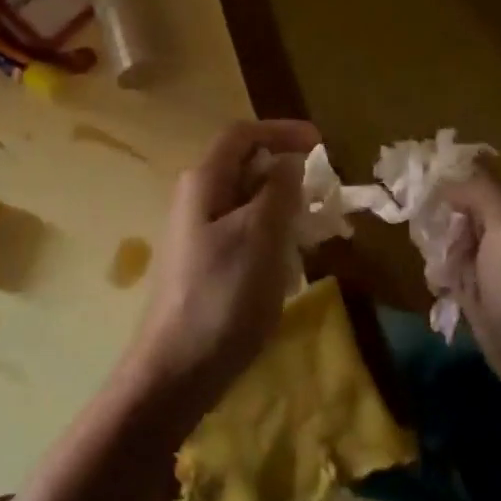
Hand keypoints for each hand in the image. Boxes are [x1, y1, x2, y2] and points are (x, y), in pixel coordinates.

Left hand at [121, 119, 318, 424]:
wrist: (176, 369)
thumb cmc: (223, 296)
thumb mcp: (261, 236)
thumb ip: (278, 190)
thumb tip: (288, 160)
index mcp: (204, 181)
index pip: (242, 134)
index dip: (282, 130)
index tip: (322, 144)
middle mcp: (196, 198)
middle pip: (245, 166)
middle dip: (287, 173)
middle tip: (324, 196)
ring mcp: (197, 231)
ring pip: (247, 201)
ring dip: (283, 207)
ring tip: (314, 232)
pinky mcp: (204, 261)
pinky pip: (243, 231)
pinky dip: (271, 235)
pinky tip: (288, 265)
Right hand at [437, 169, 500, 397]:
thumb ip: (481, 192)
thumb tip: (445, 179)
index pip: (470, 175)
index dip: (441, 173)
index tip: (410, 178)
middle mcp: (497, 232)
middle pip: (451, 206)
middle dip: (432, 215)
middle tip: (426, 233)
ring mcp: (486, 265)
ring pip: (444, 239)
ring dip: (433, 249)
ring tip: (440, 268)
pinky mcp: (475, 295)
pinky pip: (445, 272)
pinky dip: (437, 277)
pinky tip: (441, 289)